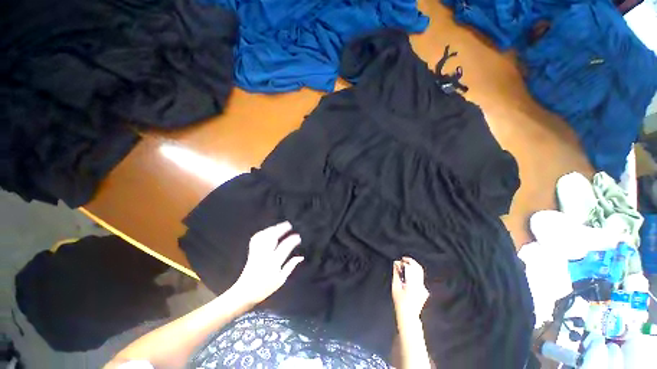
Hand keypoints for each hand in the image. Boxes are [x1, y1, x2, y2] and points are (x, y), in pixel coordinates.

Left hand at [232, 221, 303, 304]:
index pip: (285, 247)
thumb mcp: (281, 279)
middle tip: (289, 225)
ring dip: (272, 229)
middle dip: (281, 229)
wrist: (244, 293)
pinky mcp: (251, 252)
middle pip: (272, 238)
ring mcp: (256, 253)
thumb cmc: (265, 288)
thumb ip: (290, 266)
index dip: (292, 240)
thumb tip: (301, 257)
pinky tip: (268, 231)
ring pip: (264, 236)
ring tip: (280, 226)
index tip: (298, 237)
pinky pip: (256, 239)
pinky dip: (263, 233)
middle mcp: (264, 255)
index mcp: (273, 262)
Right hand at [392, 257, 428, 324]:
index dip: (406, 261)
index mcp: (413, 283)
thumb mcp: (395, 286)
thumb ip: (396, 273)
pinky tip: (407, 279)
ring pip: (420, 274)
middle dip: (411, 262)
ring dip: (412, 269)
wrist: (408, 316)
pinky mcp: (425, 292)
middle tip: (403, 261)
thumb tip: (396, 263)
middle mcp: (421, 285)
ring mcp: (424, 289)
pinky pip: (420, 280)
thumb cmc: (400, 302)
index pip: (412, 267)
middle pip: (418, 268)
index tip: (400, 260)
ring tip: (404, 269)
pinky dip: (414, 276)